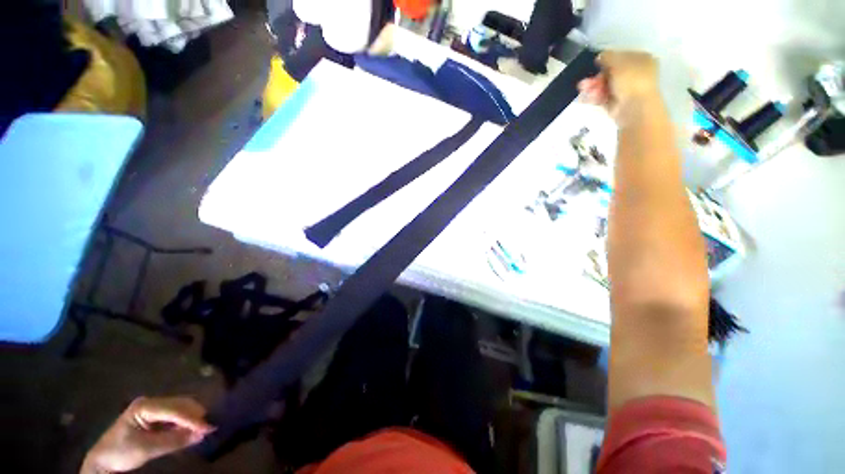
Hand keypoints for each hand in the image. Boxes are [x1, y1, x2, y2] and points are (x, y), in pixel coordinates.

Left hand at [81, 397, 214, 473]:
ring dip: (192, 419)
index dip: (192, 419)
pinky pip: (175, 416)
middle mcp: (151, 402)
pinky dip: (185, 423)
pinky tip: (191, 430)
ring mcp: (153, 408)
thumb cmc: (121, 452)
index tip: (208, 427)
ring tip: (202, 430)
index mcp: (145, 406)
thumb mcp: (147, 449)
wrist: (103, 459)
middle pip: (180, 404)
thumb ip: (174, 441)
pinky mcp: (155, 416)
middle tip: (208, 428)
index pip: (174, 410)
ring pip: (181, 408)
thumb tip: (202, 434)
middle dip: (195, 416)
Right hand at [578, 50, 661, 124]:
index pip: (621, 57)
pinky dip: (593, 97)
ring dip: (592, 87)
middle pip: (610, 73)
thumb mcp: (619, 62)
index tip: (595, 64)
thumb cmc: (631, 80)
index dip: (606, 60)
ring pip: (604, 86)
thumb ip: (608, 56)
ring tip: (583, 90)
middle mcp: (635, 73)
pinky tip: (584, 98)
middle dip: (596, 77)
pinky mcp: (616, 103)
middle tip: (584, 82)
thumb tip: (600, 56)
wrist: (634, 108)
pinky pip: (602, 97)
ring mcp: (625, 90)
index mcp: (641, 59)